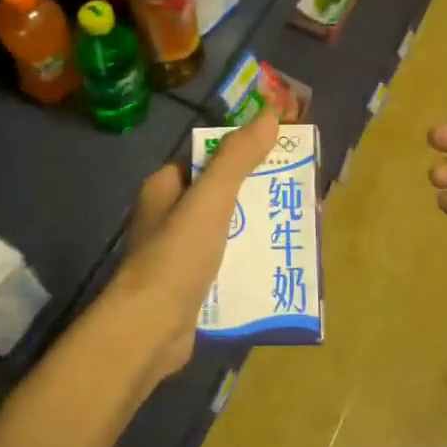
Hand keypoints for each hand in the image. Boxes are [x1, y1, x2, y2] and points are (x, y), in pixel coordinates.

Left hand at [110, 106, 281, 384]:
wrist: (149, 330)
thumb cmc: (176, 256)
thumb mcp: (210, 200)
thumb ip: (237, 159)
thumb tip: (268, 116)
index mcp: (165, 188)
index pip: (207, 160)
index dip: (242, 154)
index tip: (279, 156)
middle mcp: (168, 217)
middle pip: (221, 196)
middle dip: (257, 196)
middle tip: (297, 196)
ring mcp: (178, 255)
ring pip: (227, 233)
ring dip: (257, 232)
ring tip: (297, 230)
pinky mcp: (190, 288)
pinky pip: (226, 266)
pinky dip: (249, 265)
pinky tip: (278, 267)